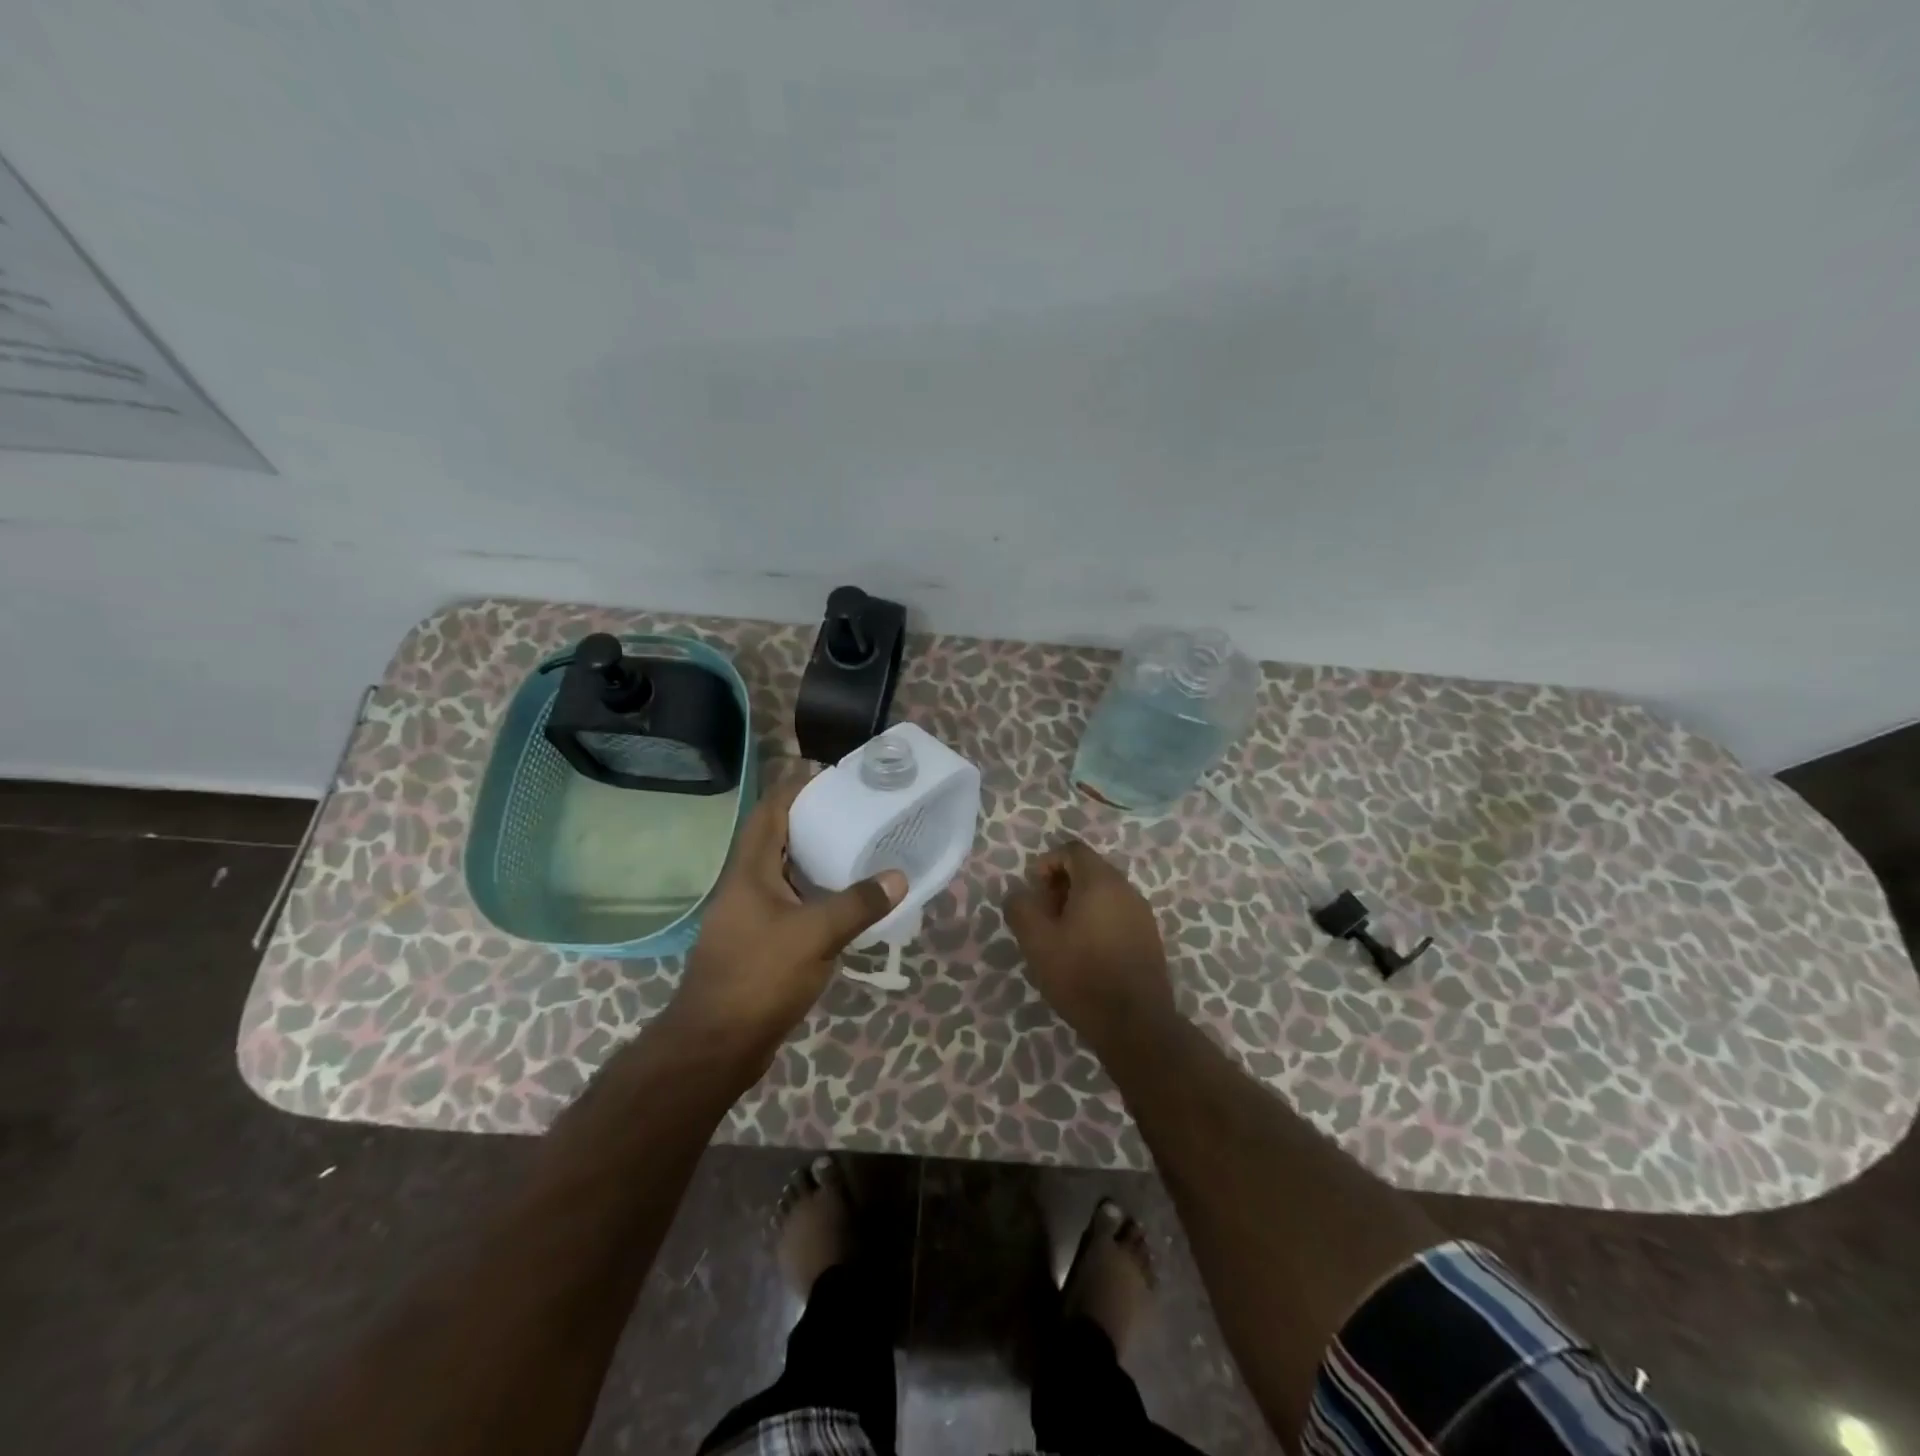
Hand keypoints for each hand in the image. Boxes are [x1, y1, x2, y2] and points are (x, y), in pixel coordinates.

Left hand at [669, 769, 905, 1072]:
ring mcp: (749, 915)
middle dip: (814, 821)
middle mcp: (746, 885)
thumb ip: (858, 904)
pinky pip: (790, 903)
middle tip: (856, 813)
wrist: (716, 1044)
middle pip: (778, 837)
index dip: (797, 788)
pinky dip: (815, 894)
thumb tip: (898, 877)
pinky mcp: (758, 942)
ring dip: (816, 860)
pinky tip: (844, 902)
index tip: (833, 778)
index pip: (770, 810)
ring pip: (785, 873)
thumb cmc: (759, 977)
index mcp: (750, 870)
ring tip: (857, 850)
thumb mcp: (815, 935)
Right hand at [1003, 839, 1176, 1050]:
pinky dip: (1098, 921)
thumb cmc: (1081, 975)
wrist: (1135, 1024)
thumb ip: (1021, 908)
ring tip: (1061, 937)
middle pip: (1089, 870)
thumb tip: (1019, 894)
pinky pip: (1118, 914)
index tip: (1033, 892)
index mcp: (1100, 881)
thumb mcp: (1037, 941)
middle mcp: (1126, 889)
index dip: (1047, 863)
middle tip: (1043, 916)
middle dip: (1061, 886)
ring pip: (1104, 894)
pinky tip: (1086, 953)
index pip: (1072, 850)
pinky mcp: (1149, 938)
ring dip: (1079, 905)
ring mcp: (1142, 914)